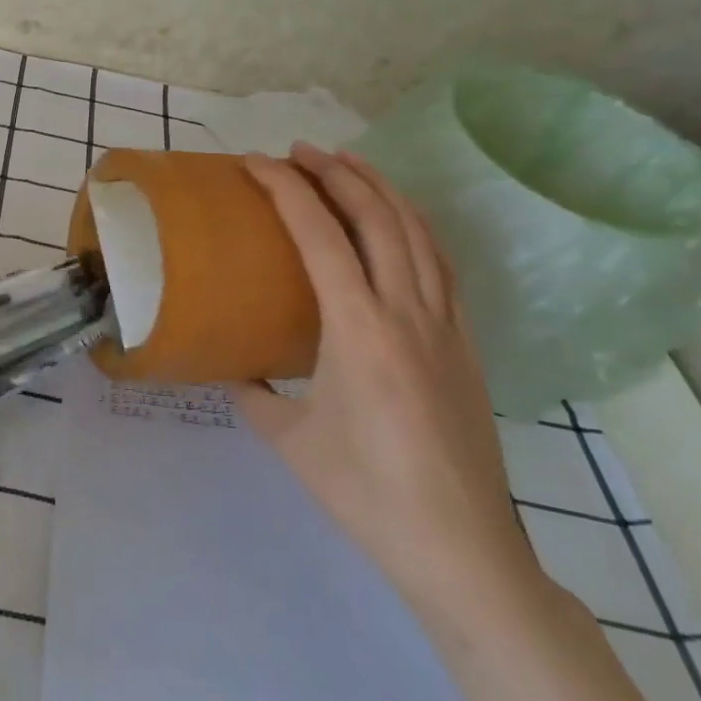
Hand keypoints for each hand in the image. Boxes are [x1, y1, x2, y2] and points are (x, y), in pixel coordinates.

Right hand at [236, 144, 542, 623]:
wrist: (462, 549)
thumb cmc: (365, 493)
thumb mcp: (287, 438)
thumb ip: (253, 392)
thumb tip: (235, 367)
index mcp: (359, 330)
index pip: (321, 236)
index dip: (286, 190)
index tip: (256, 163)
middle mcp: (408, 312)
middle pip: (378, 217)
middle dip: (337, 172)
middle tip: (299, 151)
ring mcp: (445, 325)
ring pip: (418, 232)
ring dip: (380, 189)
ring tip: (348, 164)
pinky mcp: (465, 344)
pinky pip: (441, 264)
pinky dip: (414, 226)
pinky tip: (398, 223)